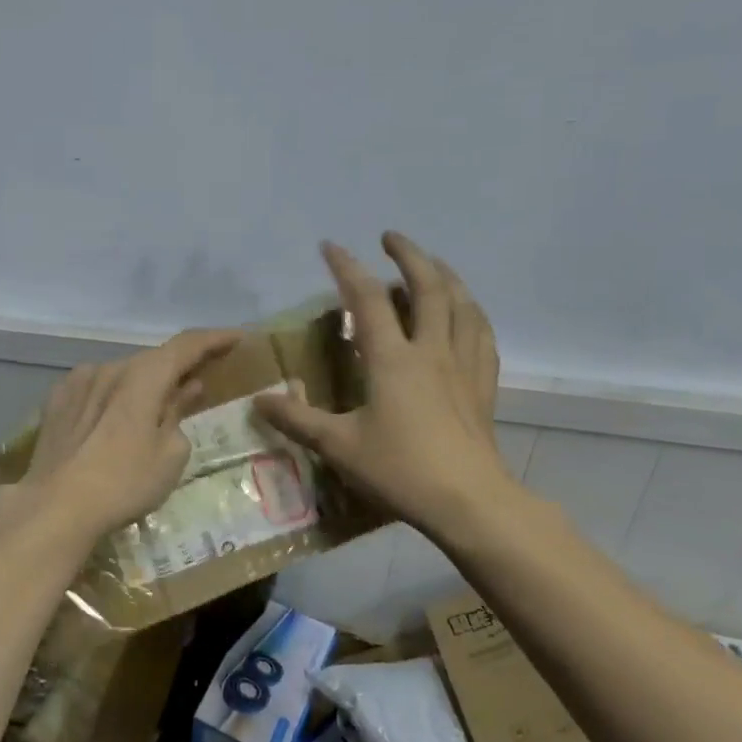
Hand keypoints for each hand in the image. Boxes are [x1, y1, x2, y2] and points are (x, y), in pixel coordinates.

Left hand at [17, 328, 242, 538]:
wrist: (55, 507)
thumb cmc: (124, 482)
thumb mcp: (169, 455)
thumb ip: (178, 414)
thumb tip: (185, 390)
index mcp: (143, 376)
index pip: (186, 345)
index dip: (214, 339)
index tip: (236, 338)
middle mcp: (110, 367)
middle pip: (152, 360)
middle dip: (177, 368)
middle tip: (198, 382)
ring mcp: (78, 381)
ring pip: (121, 375)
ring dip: (142, 385)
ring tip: (152, 409)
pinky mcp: (56, 400)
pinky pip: (95, 388)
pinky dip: (113, 396)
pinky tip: (114, 418)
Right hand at [256, 233, 514, 536]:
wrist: (469, 503)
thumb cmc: (401, 470)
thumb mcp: (339, 447)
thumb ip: (298, 420)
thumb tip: (259, 400)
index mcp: (392, 359)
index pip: (368, 299)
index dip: (347, 267)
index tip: (331, 245)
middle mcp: (430, 351)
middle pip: (428, 287)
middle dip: (409, 255)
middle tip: (391, 238)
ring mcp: (462, 366)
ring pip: (461, 305)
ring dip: (445, 276)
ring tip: (432, 265)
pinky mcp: (483, 387)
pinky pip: (482, 337)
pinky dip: (472, 314)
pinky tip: (467, 315)